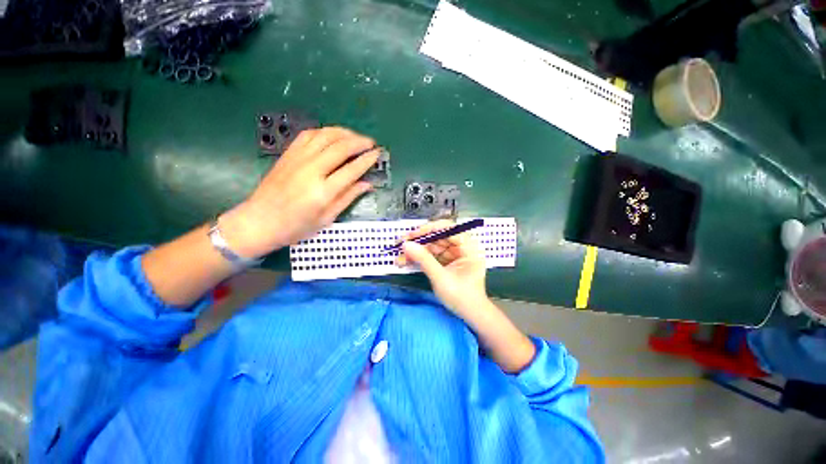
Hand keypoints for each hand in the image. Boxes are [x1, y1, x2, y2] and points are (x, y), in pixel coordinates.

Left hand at [222, 127, 379, 258]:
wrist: (260, 221)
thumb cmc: (296, 226)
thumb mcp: (327, 218)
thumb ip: (348, 198)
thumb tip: (367, 184)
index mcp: (323, 192)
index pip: (352, 170)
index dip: (367, 160)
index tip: (378, 154)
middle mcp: (311, 171)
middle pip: (340, 147)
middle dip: (359, 142)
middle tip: (371, 143)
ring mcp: (297, 159)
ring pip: (325, 136)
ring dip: (344, 133)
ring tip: (356, 136)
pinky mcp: (288, 154)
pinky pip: (308, 135)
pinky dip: (324, 132)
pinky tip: (333, 135)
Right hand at [397, 220, 490, 320]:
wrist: (470, 315)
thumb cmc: (461, 297)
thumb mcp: (441, 278)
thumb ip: (424, 259)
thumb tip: (406, 244)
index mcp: (469, 247)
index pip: (449, 229)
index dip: (430, 229)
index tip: (412, 234)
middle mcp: (462, 247)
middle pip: (438, 237)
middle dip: (419, 241)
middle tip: (400, 244)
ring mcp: (454, 254)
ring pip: (433, 246)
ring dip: (416, 251)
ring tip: (399, 256)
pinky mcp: (447, 262)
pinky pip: (432, 256)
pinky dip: (419, 258)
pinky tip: (405, 261)